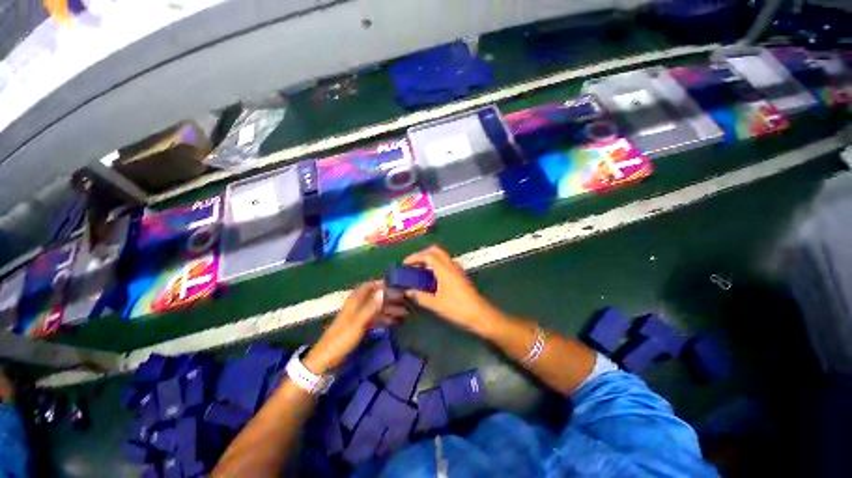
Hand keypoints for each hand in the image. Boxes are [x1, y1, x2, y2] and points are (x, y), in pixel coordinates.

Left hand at [304, 281, 406, 373]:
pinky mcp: (359, 327)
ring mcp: (358, 317)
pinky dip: (383, 318)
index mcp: (354, 302)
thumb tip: (383, 291)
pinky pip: (374, 319)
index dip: (380, 283)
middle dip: (387, 297)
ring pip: (376, 308)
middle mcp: (357, 307)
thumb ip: (371, 307)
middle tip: (403, 299)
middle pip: (374, 297)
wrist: (326, 360)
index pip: (368, 286)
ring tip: (403, 311)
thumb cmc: (341, 339)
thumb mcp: (358, 322)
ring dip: (388, 308)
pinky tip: (394, 322)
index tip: (394, 284)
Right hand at [403, 245, 500, 336]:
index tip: (405, 263)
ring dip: (430, 258)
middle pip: (436, 250)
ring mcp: (457, 269)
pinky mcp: (460, 275)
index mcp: (445, 270)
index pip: (428, 256)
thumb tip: (408, 291)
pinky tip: (431, 277)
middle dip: (423, 254)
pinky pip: (445, 263)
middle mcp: (451, 265)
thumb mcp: (436, 304)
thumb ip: (421, 297)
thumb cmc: (458, 308)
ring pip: (442, 256)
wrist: (479, 314)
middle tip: (413, 264)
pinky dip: (436, 264)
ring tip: (419, 270)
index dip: (415, 257)